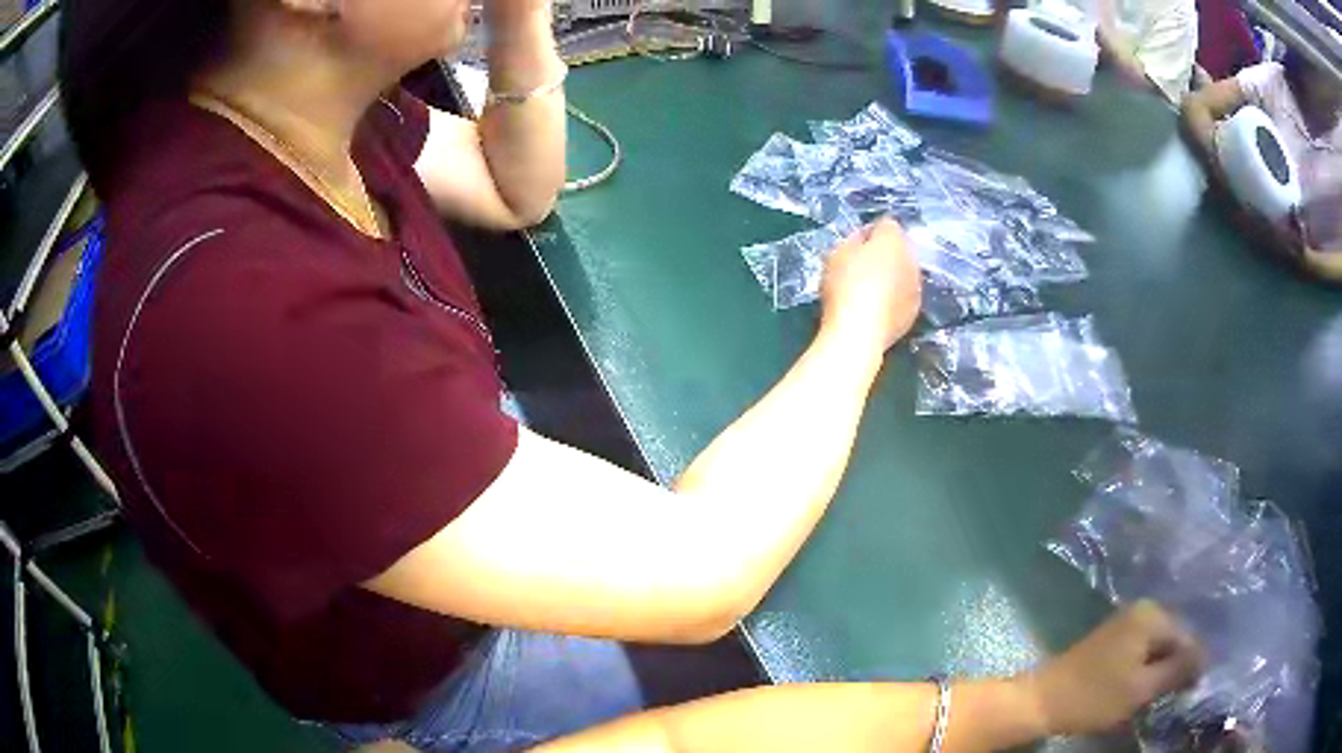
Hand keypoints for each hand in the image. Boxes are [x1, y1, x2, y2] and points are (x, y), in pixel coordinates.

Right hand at [819, 219, 921, 351]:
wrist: (859, 331)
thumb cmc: (845, 286)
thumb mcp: (838, 253)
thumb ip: (854, 240)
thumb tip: (864, 240)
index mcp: (894, 239)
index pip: (886, 224)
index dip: (869, 233)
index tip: (853, 246)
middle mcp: (912, 259)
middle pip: (900, 249)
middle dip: (885, 254)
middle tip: (861, 268)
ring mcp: (917, 287)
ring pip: (904, 273)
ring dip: (891, 277)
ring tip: (869, 291)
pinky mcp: (914, 311)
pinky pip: (904, 296)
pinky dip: (894, 298)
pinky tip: (876, 308)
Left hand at [1022, 601, 1203, 735]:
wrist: (1042, 701)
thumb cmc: (1094, 697)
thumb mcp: (1141, 688)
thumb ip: (1177, 670)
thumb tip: (1206, 658)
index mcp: (1153, 615)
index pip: (1187, 637)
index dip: (1192, 665)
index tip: (1192, 690)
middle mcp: (1143, 609)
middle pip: (1173, 638)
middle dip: (1177, 665)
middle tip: (1175, 694)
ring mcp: (1126, 622)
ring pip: (1158, 646)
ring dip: (1161, 668)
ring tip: (1159, 693)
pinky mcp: (1113, 639)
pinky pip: (1142, 650)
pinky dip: (1146, 668)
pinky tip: (1142, 686)